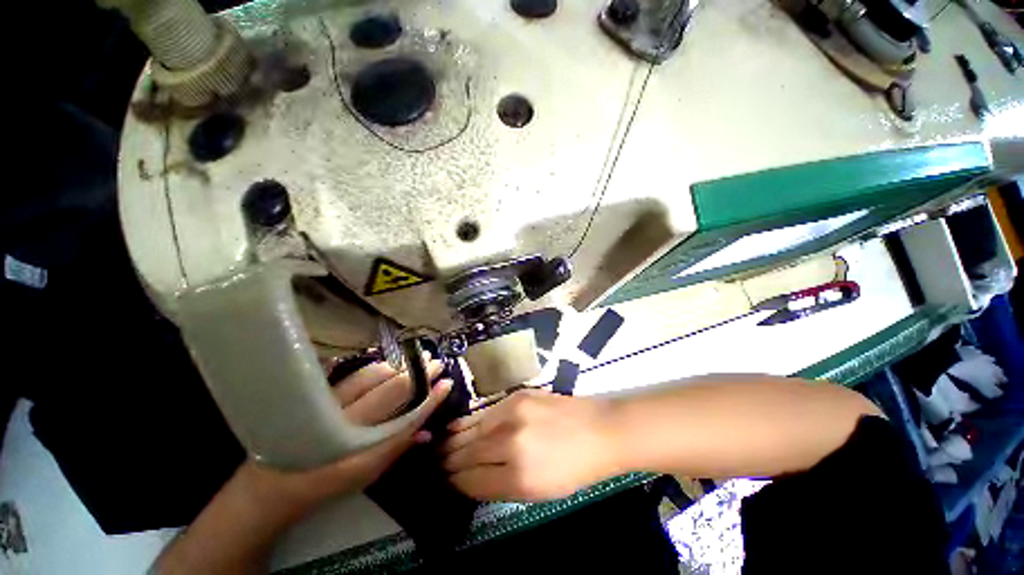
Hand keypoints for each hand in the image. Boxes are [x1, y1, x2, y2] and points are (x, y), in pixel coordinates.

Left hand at [241, 359, 451, 518]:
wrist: (273, 485)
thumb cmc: (327, 483)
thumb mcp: (366, 475)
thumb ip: (398, 449)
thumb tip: (428, 431)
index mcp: (363, 450)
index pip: (408, 417)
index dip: (430, 399)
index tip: (447, 382)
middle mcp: (348, 423)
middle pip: (393, 389)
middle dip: (419, 373)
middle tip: (435, 361)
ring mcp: (331, 406)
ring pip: (372, 375)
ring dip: (398, 365)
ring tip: (414, 359)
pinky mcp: (317, 396)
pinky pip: (350, 373)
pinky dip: (372, 366)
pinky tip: (385, 361)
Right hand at [442, 390, 617, 501]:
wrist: (599, 429)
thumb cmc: (574, 469)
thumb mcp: (538, 493)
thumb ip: (500, 486)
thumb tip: (469, 479)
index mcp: (517, 477)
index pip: (471, 480)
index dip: (454, 482)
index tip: (441, 482)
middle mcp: (510, 443)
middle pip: (467, 454)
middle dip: (447, 461)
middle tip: (432, 465)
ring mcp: (512, 414)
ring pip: (472, 430)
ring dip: (453, 441)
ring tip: (436, 447)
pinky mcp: (516, 396)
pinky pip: (484, 413)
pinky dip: (468, 422)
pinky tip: (455, 427)